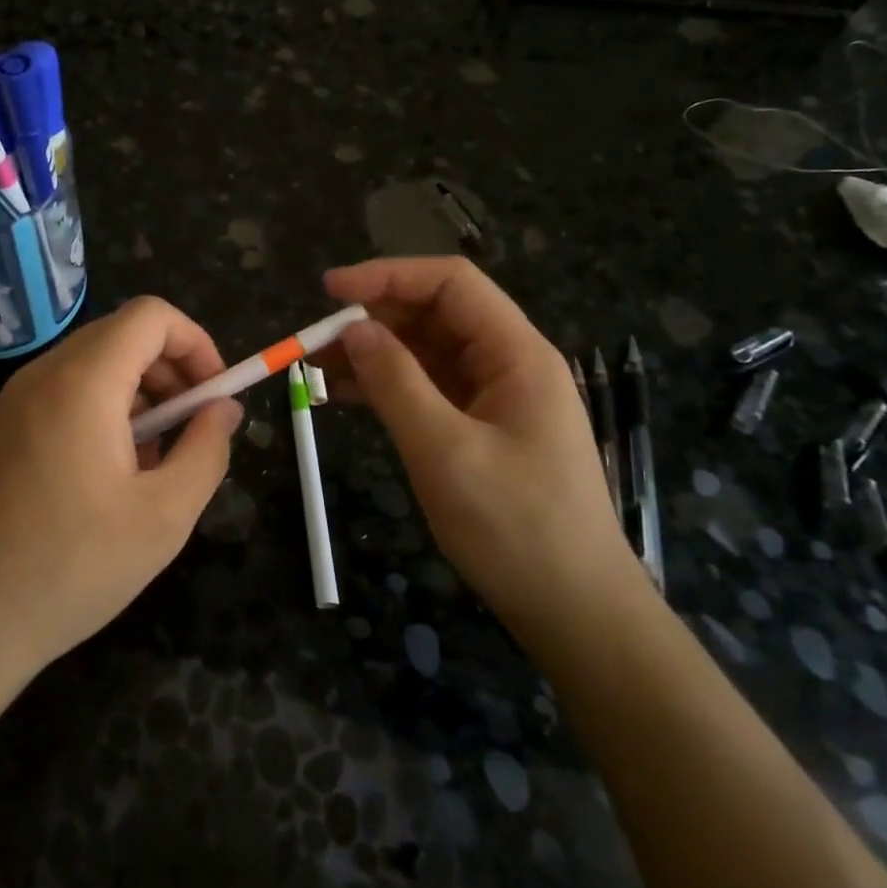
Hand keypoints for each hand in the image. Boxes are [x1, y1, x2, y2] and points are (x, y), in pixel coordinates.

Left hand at [0, 297, 242, 686]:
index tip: (215, 396)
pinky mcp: (4, 428)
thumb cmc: (71, 568)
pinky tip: (115, 473)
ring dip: (142, 394)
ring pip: (96, 364)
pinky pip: (68, 392)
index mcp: (83, 382)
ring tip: (157, 460)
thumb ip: (206, 450)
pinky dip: (106, 410)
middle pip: (123, 335)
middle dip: (172, 370)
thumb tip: (224, 409)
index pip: (150, 315)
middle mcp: (44, 374)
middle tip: (193, 429)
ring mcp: (16, 400)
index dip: (196, 342)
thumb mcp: (163, 517)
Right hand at [322, 257, 636, 627]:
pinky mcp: (480, 428)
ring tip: (316, 367)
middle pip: (435, 315)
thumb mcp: (445, 451)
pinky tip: (344, 395)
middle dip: (373, 319)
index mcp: (516, 354)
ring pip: (426, 352)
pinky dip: (386, 386)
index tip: (330, 291)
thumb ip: (396, 382)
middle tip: (312, 340)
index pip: (451, 284)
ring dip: (373, 353)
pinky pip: (427, 388)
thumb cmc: (516, 528)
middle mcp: (508, 363)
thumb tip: (352, 329)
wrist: (574, 611)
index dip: (388, 276)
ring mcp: (494, 397)